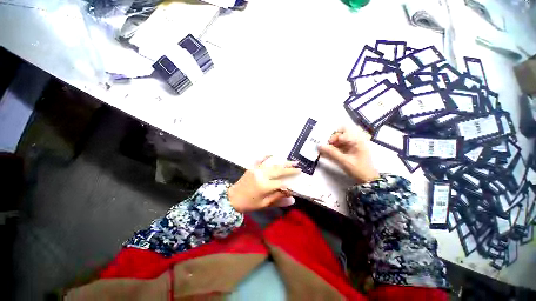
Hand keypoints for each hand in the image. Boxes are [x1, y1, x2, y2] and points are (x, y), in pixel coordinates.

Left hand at [228, 156, 300, 211]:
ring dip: (283, 162)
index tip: (297, 183)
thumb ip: (278, 199)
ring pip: (272, 164)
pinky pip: (260, 160)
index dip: (289, 184)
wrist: (232, 198)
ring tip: (292, 161)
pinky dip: (266, 156)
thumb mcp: (264, 204)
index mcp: (265, 186)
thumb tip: (292, 198)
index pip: (281, 183)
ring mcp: (257, 170)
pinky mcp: (252, 168)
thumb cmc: (249, 203)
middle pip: (279, 170)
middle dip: (290, 169)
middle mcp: (262, 175)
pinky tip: (272, 153)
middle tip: (299, 167)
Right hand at [318, 127, 378, 183]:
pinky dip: (334, 149)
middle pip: (341, 134)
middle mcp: (355, 140)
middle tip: (327, 147)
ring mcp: (353, 145)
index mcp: (356, 140)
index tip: (327, 145)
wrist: (368, 180)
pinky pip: (341, 146)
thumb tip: (319, 146)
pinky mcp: (351, 151)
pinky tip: (329, 154)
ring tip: (326, 151)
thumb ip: (331, 153)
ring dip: (332, 144)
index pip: (342, 132)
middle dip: (332, 139)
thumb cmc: (358, 169)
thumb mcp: (344, 161)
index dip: (333, 137)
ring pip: (340, 140)